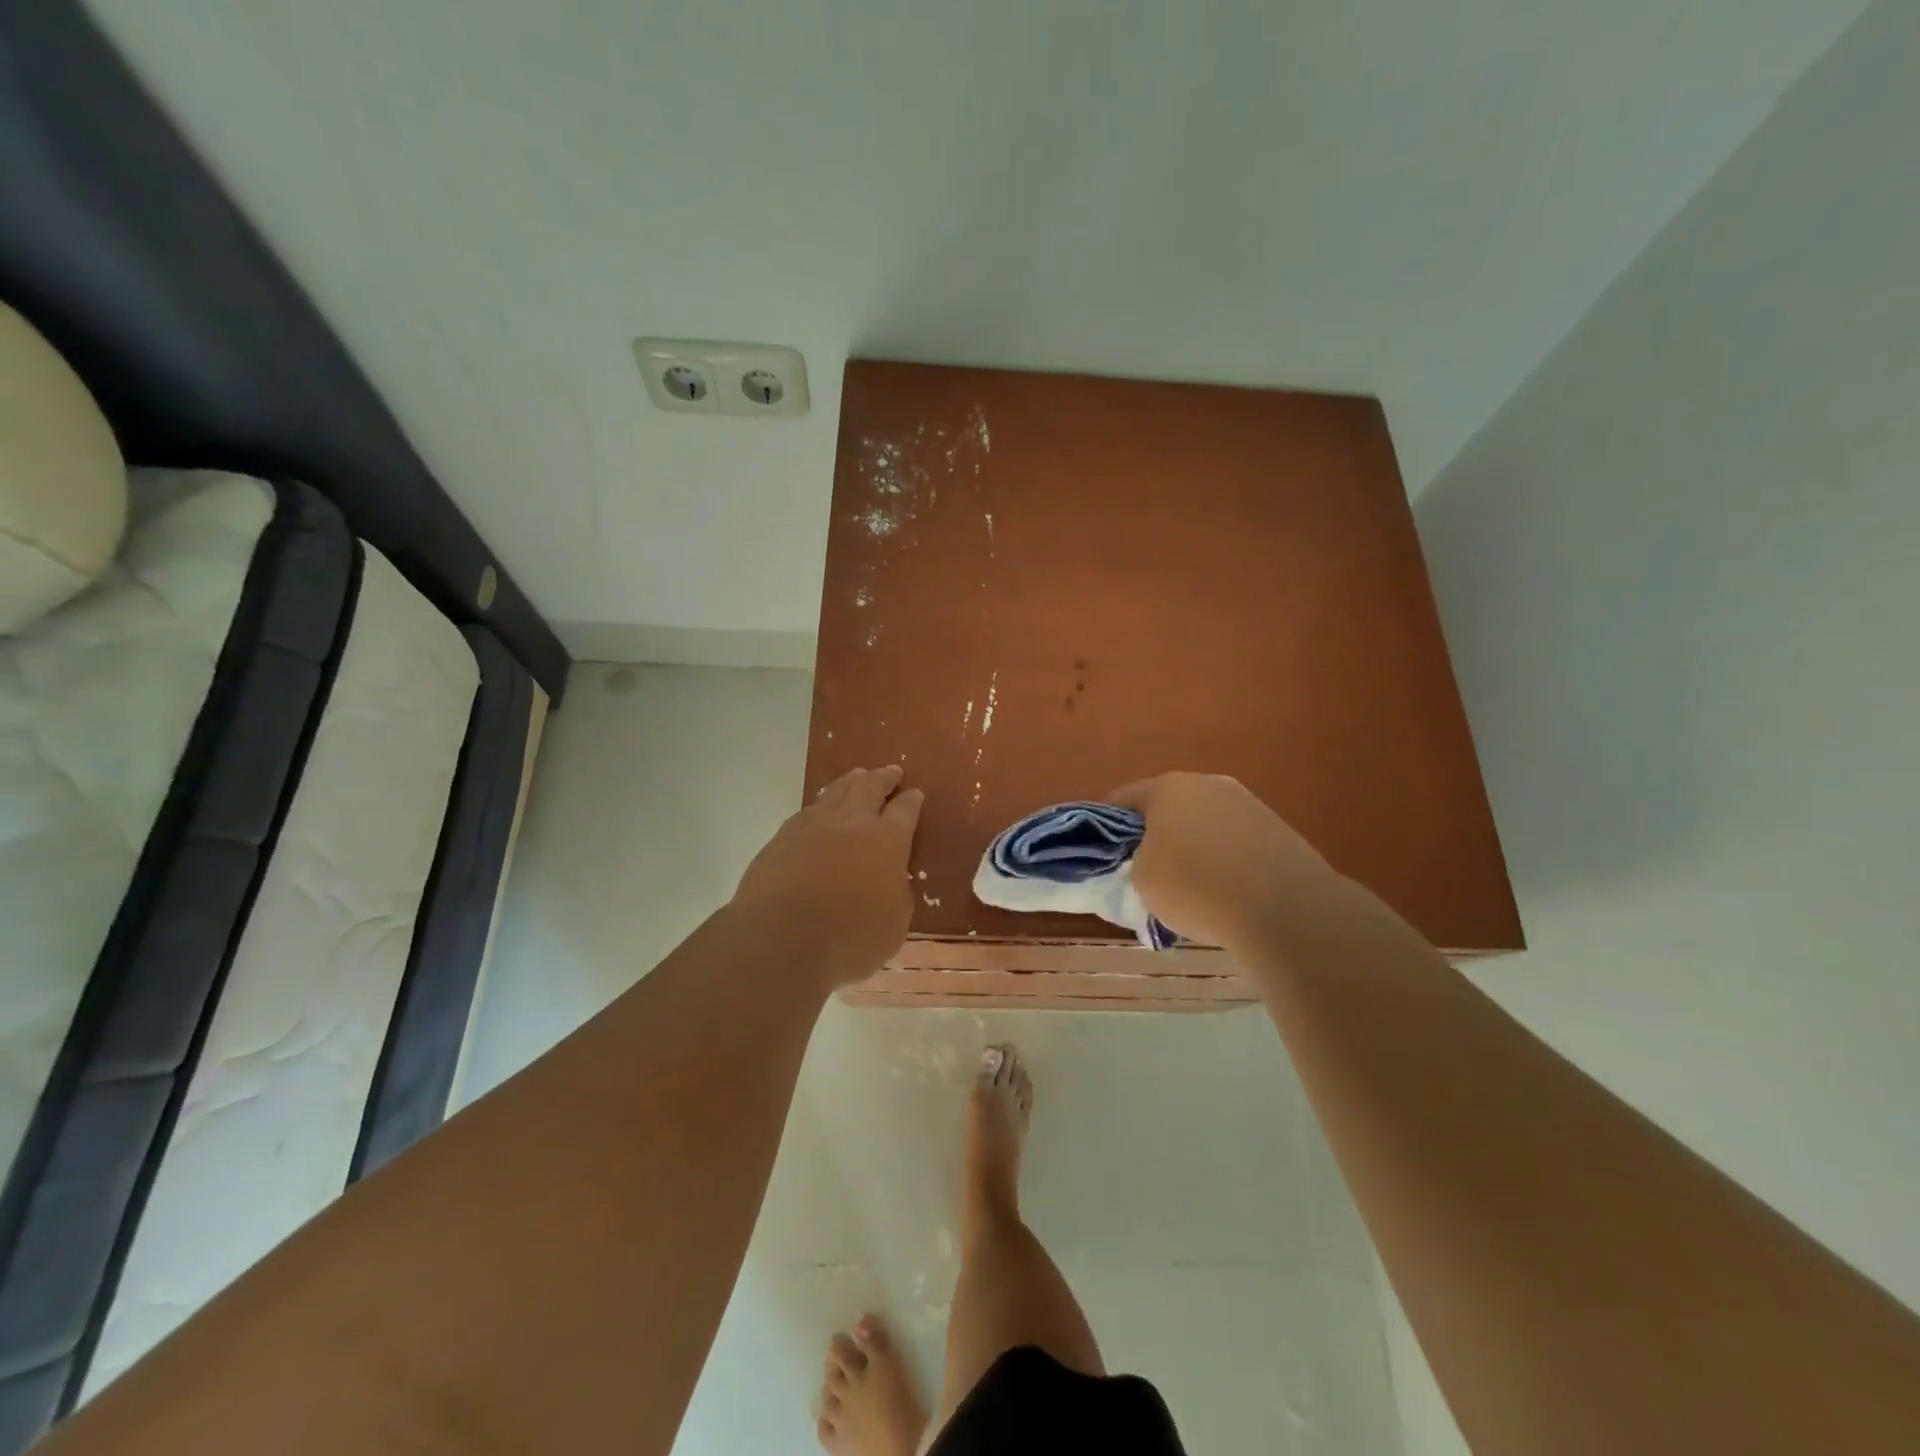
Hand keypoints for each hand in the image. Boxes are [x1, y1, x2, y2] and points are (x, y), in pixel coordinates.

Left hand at [732, 765, 923, 987]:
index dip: (911, 801)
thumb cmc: (849, 938)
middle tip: (891, 771)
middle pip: (870, 787)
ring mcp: (813, 825)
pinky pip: (807, 811)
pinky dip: (820, 805)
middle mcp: (852, 822)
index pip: (905, 811)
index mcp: (887, 840)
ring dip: (850, 782)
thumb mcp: (894, 924)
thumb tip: (890, 879)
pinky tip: (819, 810)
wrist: (780, 938)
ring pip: (835, 792)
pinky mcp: (781, 837)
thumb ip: (896, 893)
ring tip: (857, 776)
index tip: (915, 793)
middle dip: (883, 778)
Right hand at [1109, 772, 1341, 949]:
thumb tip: (1149, 859)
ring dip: (1190, 845)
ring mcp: (1246, 802)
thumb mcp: (1142, 880)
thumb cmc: (1196, 887)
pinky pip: (1233, 839)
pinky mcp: (1276, 827)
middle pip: (1166, 806)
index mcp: (1167, 787)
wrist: (1286, 908)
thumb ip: (1134, 861)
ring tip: (1189, 886)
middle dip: (1153, 834)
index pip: (1122, 799)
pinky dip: (1222, 858)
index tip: (1105, 856)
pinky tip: (1224, 890)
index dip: (1107, 827)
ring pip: (1202, 821)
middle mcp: (1207, 783)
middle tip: (1145, 871)